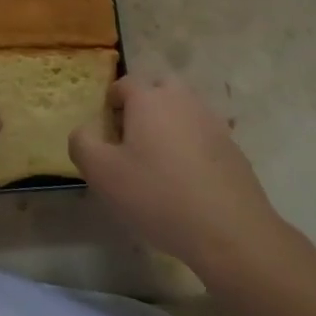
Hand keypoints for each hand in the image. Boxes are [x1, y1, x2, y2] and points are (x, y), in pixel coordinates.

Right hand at [68, 72, 290, 279]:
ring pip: (184, 110)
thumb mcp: (102, 174)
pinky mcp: (233, 148)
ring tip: (161, 162)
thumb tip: (83, 131)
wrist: (230, 232)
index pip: (124, 83)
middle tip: (134, 140)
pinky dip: (193, 147)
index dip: (112, 103)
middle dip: (144, 106)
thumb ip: (82, 144)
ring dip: (170, 125)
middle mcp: (182, 100)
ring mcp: (212, 123)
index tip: (108, 133)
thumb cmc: (157, 195)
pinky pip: (204, 136)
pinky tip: (188, 181)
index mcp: (149, 99)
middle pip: (159, 88)